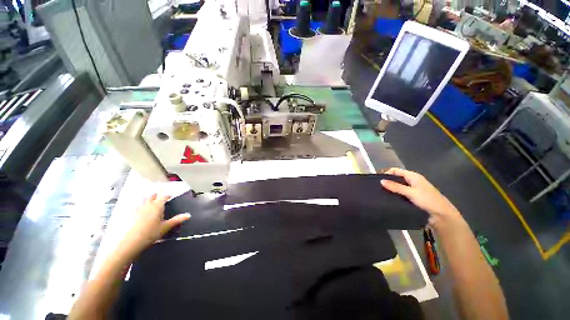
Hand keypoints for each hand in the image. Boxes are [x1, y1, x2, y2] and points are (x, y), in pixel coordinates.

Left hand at [121, 194, 190, 254]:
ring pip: (143, 199)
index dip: (167, 195)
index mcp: (158, 206)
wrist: (130, 241)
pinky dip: (138, 204)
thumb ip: (177, 220)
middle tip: (159, 195)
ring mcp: (137, 209)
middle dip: (156, 194)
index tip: (170, 195)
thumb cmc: (150, 233)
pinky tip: (138, 207)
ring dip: (147, 198)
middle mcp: (147, 205)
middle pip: (152, 196)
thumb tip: (189, 215)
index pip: (164, 196)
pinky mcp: (130, 214)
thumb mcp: (166, 227)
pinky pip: (135, 205)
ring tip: (149, 198)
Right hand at [381, 168, 465, 230]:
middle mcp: (413, 181)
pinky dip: (396, 195)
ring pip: (399, 186)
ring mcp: (414, 189)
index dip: (387, 173)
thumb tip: (381, 181)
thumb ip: (395, 187)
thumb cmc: (427, 201)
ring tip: (381, 193)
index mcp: (413, 176)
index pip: (396, 170)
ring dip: (391, 189)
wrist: (442, 216)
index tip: (378, 180)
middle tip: (378, 188)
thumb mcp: (410, 192)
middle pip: (397, 178)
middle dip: (388, 181)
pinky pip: (401, 193)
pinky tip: (389, 199)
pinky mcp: (414, 197)